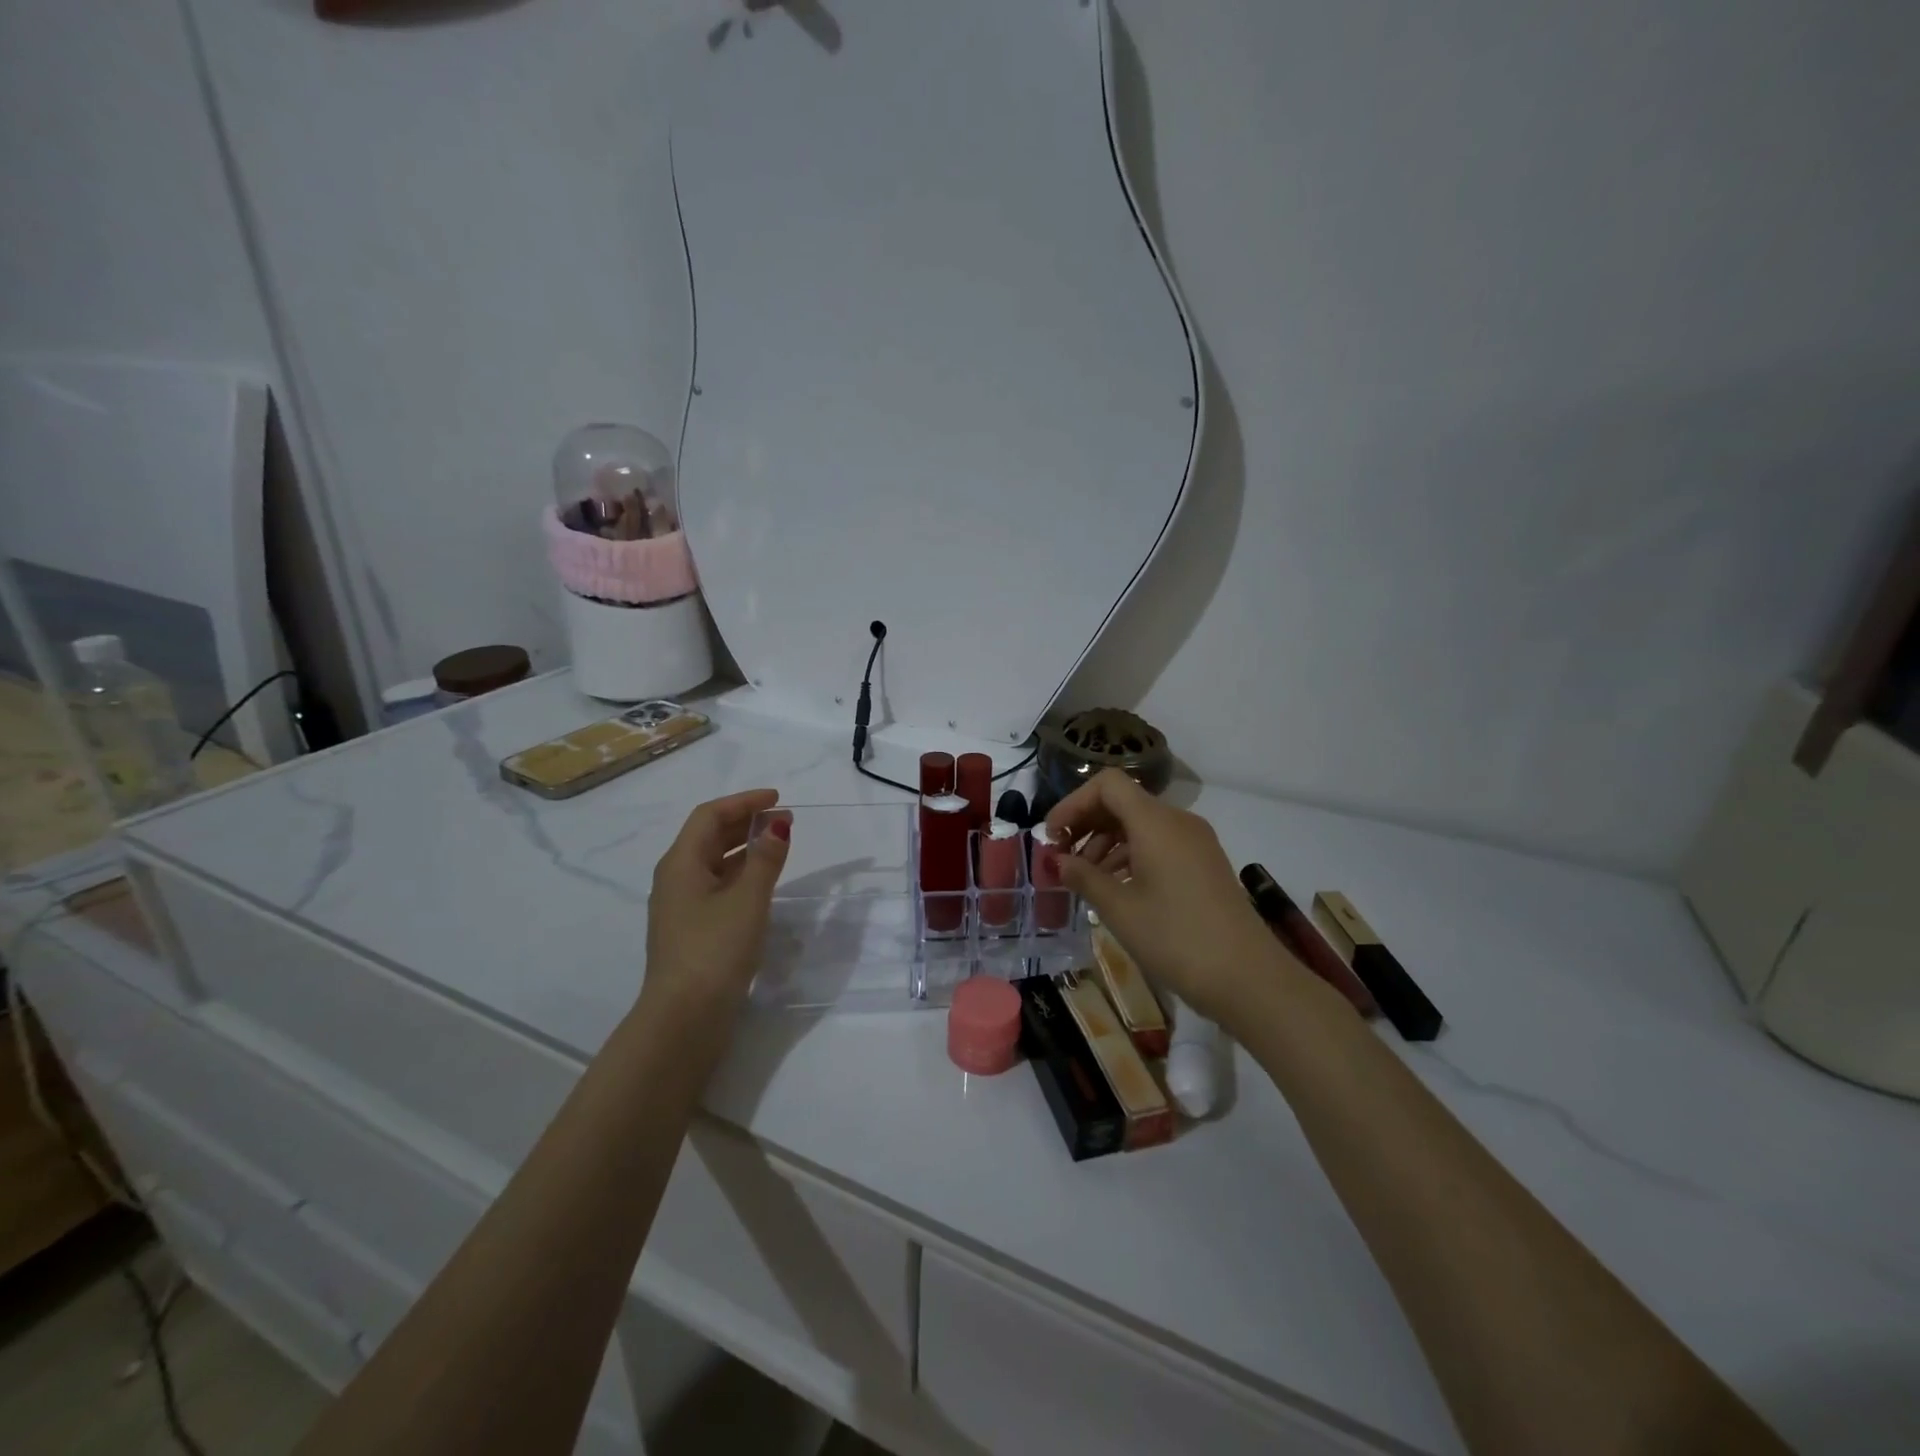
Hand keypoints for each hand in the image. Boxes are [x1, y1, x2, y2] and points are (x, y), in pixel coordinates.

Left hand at [642, 789, 791, 1013]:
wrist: (684, 1019)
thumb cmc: (715, 950)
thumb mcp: (748, 899)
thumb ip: (765, 858)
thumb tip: (777, 824)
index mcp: (681, 863)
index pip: (710, 815)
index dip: (744, 802)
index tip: (777, 798)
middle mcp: (676, 879)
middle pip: (709, 837)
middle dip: (746, 823)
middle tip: (785, 820)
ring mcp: (682, 907)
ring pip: (714, 863)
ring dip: (745, 848)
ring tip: (779, 846)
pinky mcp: (692, 931)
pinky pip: (717, 887)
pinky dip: (741, 874)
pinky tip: (763, 883)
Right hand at [1046, 770, 1301, 1029]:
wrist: (1249, 978)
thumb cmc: (1176, 938)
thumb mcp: (1119, 909)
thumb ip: (1083, 877)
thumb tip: (1058, 860)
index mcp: (1155, 822)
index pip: (1107, 784)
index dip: (1073, 803)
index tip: (1052, 836)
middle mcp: (1177, 821)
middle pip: (1123, 802)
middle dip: (1086, 824)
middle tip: (1061, 858)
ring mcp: (1195, 842)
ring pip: (1140, 824)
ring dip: (1106, 842)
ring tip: (1086, 878)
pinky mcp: (1204, 863)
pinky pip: (1159, 843)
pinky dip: (1130, 855)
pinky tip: (1116, 887)